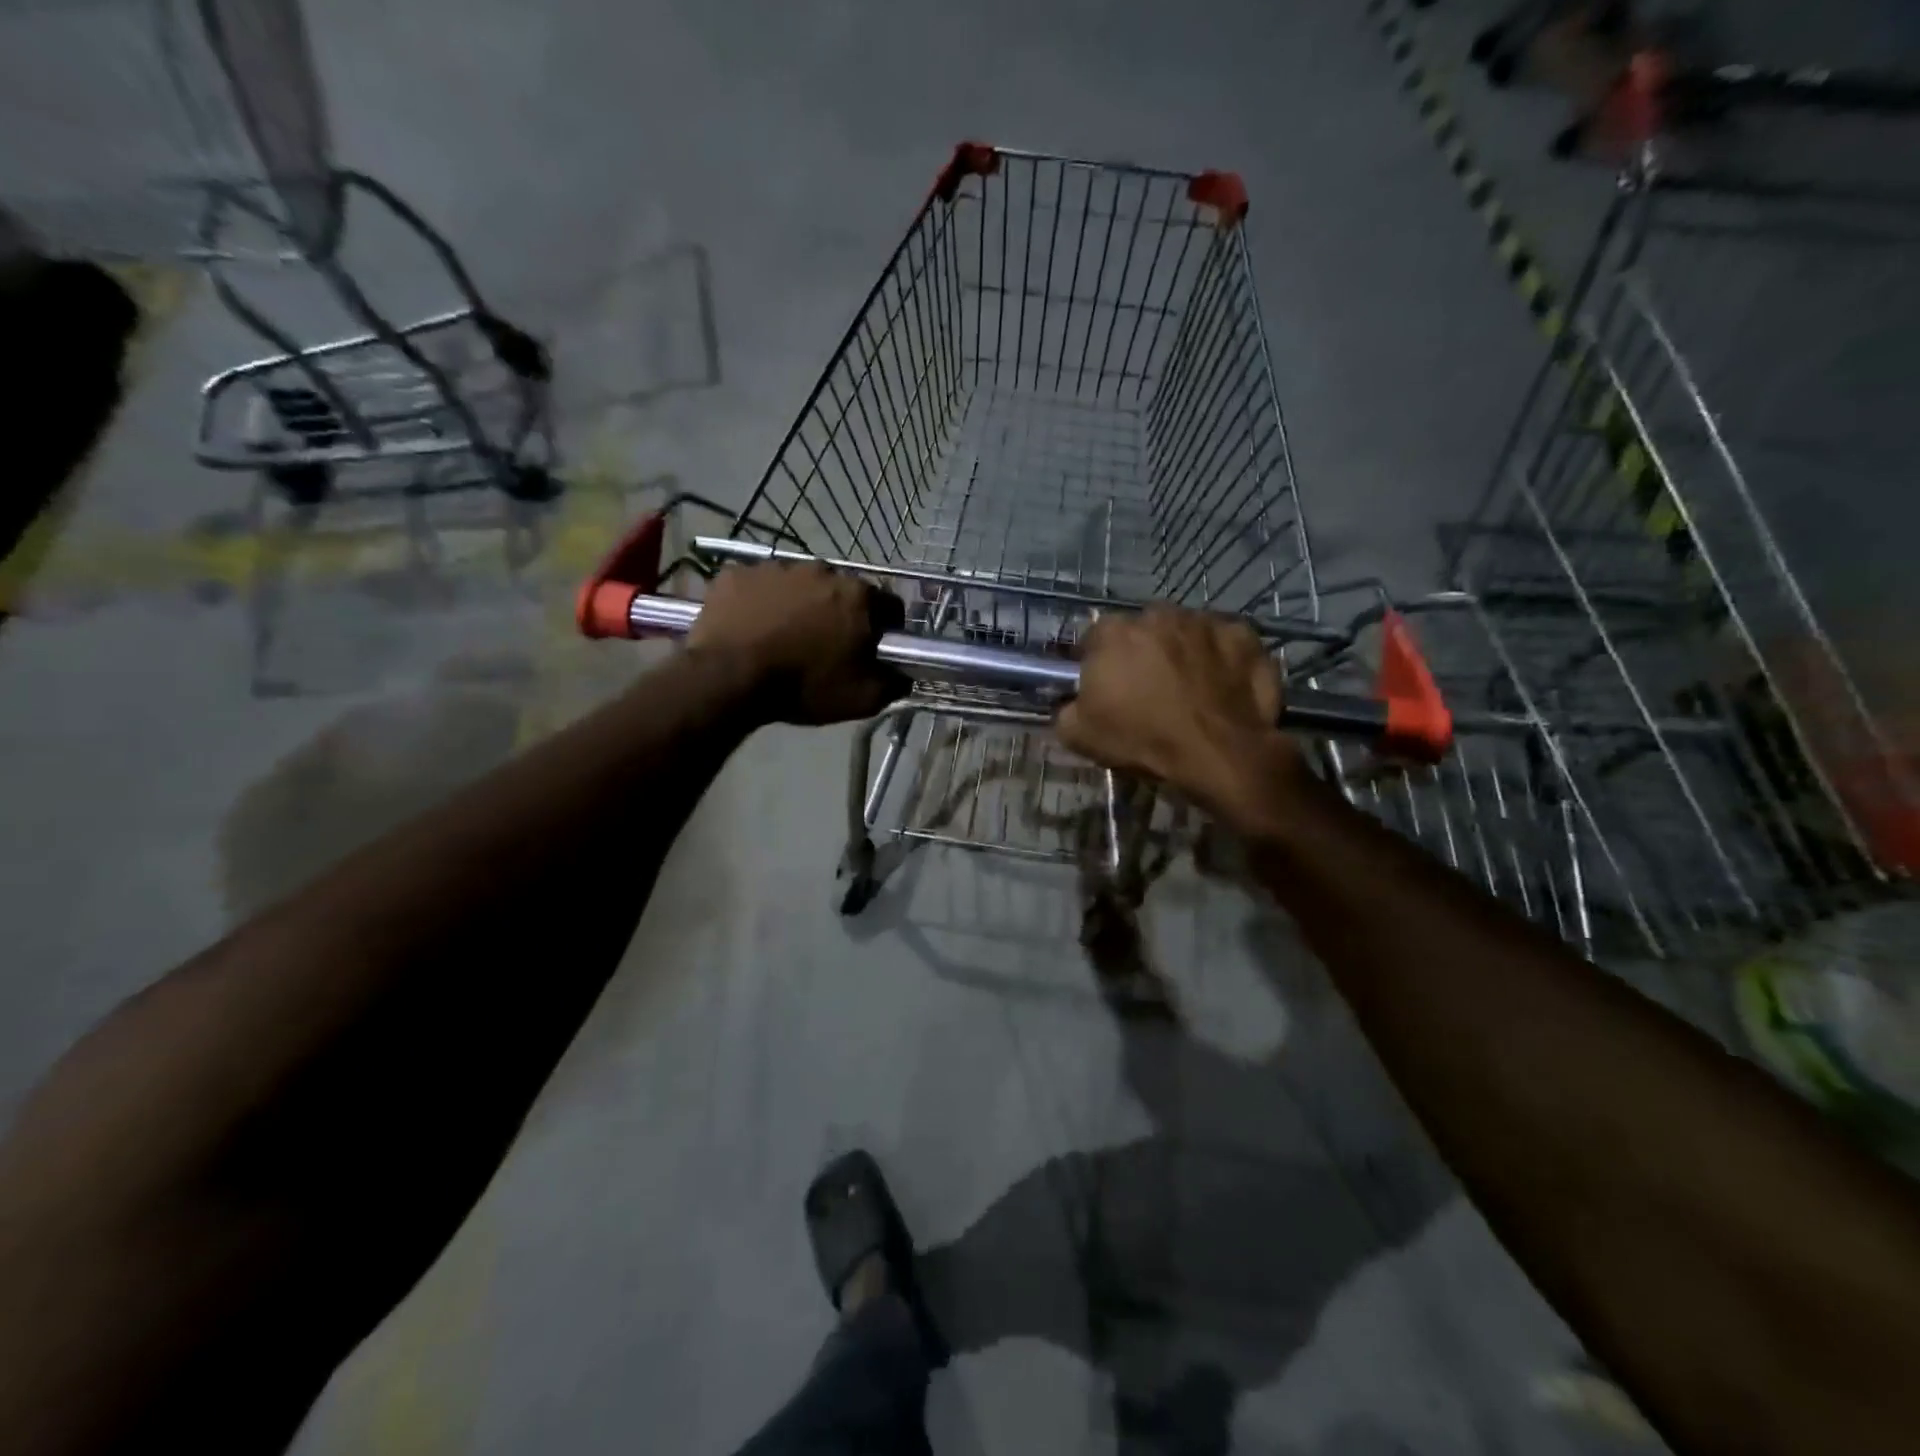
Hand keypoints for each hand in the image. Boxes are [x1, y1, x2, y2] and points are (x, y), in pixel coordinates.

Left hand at [688, 561, 906, 723]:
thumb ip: (893, 684)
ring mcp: (776, 567)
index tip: (873, 649)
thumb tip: (905, 676)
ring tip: (784, 637)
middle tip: (825, 646)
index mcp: (858, 596)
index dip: (885, 628)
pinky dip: (759, 602)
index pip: (889, 605)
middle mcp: (821, 570)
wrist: (729, 677)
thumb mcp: (861, 698)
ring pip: (798, 585)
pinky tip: (751, 628)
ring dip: (798, 605)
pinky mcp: (737, 573)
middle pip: (841, 591)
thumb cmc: (803, 686)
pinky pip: (757, 585)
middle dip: (839, 613)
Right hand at [1056, 605, 1307, 827]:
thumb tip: (1070, 703)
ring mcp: (1204, 621)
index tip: (1106, 688)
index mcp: (1113, 632)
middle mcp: (1157, 614)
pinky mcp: (1243, 634)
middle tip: (1149, 689)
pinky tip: (1222, 686)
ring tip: (1190, 689)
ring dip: (1183, 652)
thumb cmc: (1143, 739)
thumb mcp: (1079, 736)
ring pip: (1185, 632)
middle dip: (1143, 652)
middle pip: (1143, 630)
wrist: (1218, 753)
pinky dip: (1222, 658)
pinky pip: (1226, 641)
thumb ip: (1065, 709)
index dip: (1098, 663)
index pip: (1095, 638)